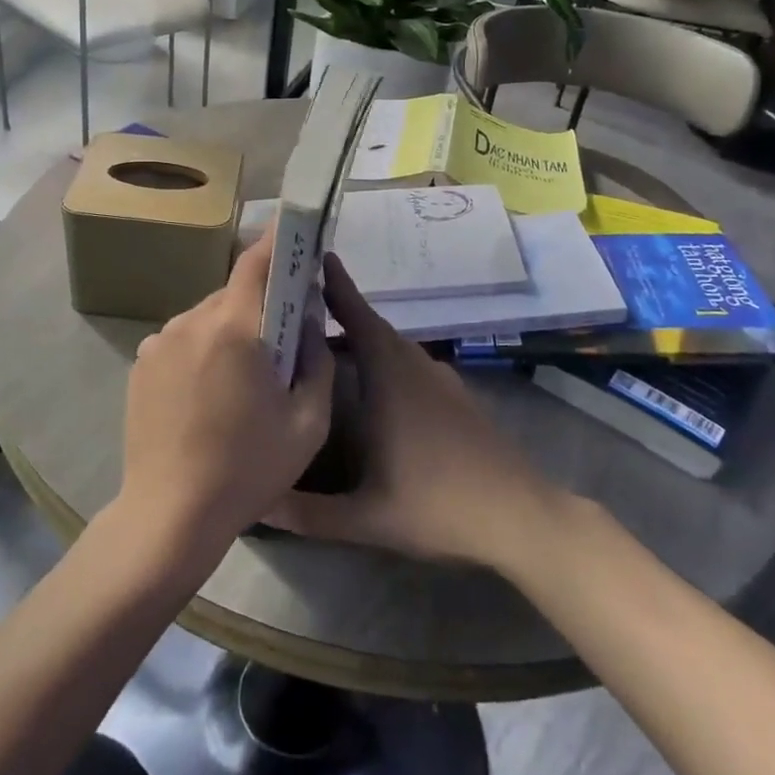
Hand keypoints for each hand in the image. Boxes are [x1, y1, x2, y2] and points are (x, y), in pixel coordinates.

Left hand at [116, 232, 334, 571]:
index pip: (256, 262)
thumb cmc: (247, 469)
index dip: (278, 239)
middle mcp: (191, 321)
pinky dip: (201, 350)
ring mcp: (159, 341)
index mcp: (234, 328)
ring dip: (229, 331)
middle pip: (233, 293)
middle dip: (260, 305)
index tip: (296, 227)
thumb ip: (318, 361)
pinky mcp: (141, 363)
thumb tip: (308, 321)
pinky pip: (182, 340)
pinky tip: (207, 394)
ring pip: (207, 317)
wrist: (169, 514)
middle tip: (279, 340)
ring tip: (240, 379)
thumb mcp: (308, 422)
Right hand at [267, 253, 555, 567]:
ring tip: (327, 342)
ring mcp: (441, 380)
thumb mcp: (366, 518)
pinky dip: (386, 359)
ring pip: (394, 346)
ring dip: (363, 336)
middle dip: (340, 310)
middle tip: (301, 305)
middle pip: (373, 327)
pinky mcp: (458, 397)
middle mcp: (416, 368)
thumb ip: (307, 513)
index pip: (358, 318)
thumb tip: (255, 505)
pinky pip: (411, 363)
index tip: (316, 256)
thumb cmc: (438, 506)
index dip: (337, 286)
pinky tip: (374, 385)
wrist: (520, 517)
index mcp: (391, 378)